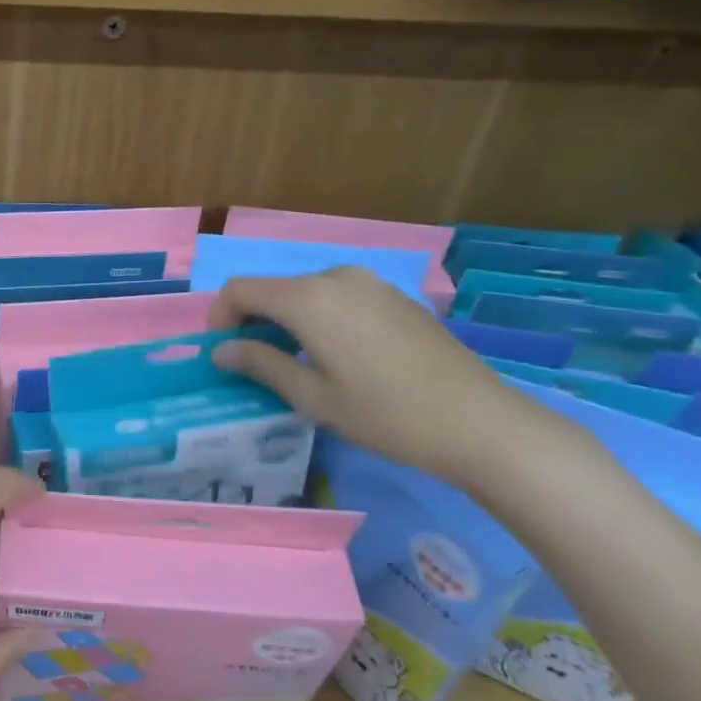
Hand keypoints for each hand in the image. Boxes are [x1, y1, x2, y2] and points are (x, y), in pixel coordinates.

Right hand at [207, 267, 586, 490]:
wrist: (480, 422)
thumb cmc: (385, 414)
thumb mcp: (312, 397)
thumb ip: (261, 364)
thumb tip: (221, 350)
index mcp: (309, 298)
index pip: (240, 290)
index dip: (220, 317)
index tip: (222, 353)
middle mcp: (336, 277)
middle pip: (274, 289)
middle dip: (254, 321)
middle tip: (255, 364)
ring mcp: (371, 283)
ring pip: (307, 293)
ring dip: (288, 320)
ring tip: (297, 363)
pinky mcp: (396, 297)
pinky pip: (340, 298)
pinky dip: (321, 318)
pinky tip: (340, 357)